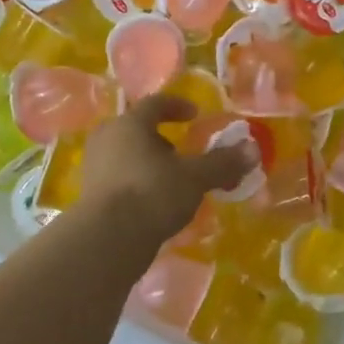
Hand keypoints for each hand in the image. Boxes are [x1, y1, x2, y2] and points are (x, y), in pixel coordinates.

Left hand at [80, 94, 258, 244]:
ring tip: (173, 181)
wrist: (108, 239)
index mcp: (130, 124)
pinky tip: (156, 203)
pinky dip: (139, 184)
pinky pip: (120, 180)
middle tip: (183, 152)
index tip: (195, 114)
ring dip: (150, 164)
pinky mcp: (90, 196)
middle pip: (137, 130)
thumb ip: (223, 162)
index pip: (154, 104)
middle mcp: (107, 139)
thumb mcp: (195, 177)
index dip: (177, 106)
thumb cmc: (152, 193)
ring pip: (127, 156)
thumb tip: (253, 149)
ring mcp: (95, 168)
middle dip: (162, 139)